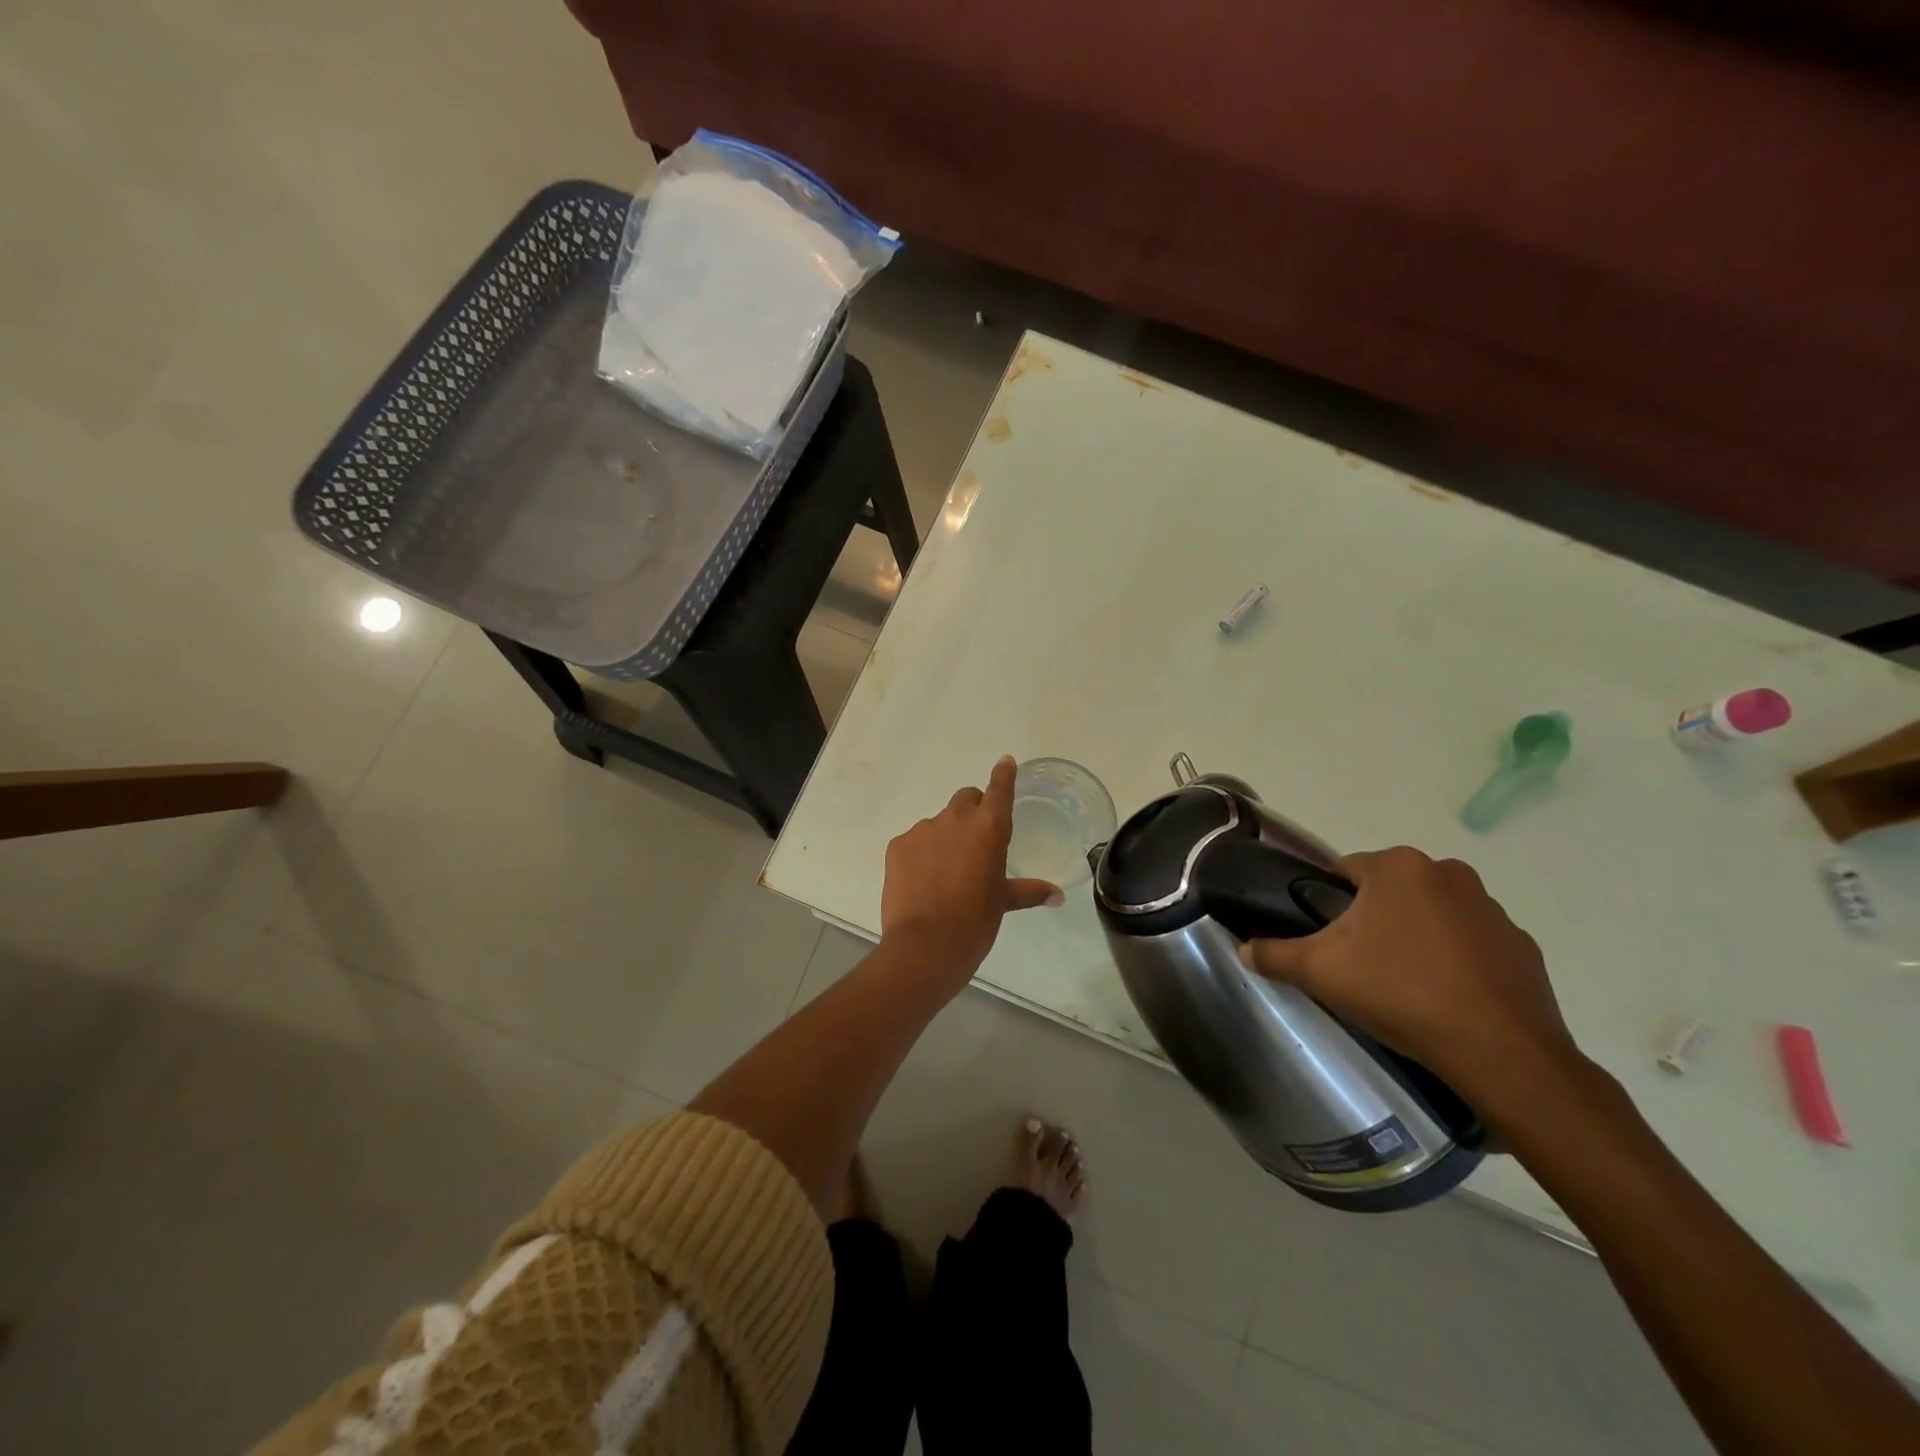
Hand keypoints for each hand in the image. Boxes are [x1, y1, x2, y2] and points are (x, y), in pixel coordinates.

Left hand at [881, 756, 1063, 984]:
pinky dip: (920, 854)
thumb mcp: (1004, 903)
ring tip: (944, 874)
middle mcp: (956, 819)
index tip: (1004, 762)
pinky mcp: (897, 845)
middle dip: (973, 811)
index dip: (1003, 775)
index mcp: (989, 828)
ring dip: (944, 838)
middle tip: (974, 843)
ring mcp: (923, 830)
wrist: (925, 945)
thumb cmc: (975, 922)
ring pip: (938, 823)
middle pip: (966, 799)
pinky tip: (921, 882)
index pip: (999, 789)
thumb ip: (1030, 891)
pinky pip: (913, 842)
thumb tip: (1058, 896)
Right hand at [1238, 846, 1586, 1124]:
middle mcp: (1449, 873)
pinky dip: (1455, 961)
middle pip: (1389, 891)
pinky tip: (1445, 998)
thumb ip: (1274, 954)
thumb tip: (1244, 949)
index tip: (1328, 941)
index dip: (1329, 905)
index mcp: (1399, 867)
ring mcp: (1493, 909)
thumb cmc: (1401, 993)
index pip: (1346, 871)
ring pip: (1431, 914)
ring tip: (1403, 986)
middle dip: (1372, 921)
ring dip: (1414, 937)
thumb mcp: (1320, 972)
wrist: (1501, 1053)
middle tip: (1359, 966)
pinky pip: (1471, 944)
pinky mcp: (1522, 946)